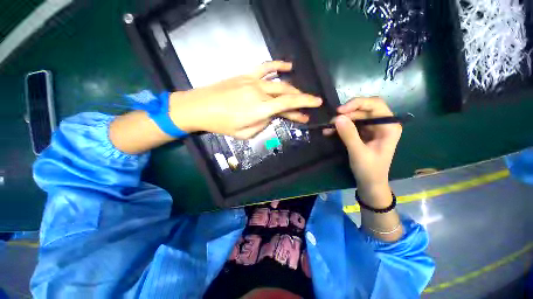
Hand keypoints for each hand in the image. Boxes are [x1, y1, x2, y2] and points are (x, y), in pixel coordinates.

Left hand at [168, 61, 321, 138]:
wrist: (200, 107)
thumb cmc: (222, 124)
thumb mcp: (245, 134)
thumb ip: (262, 125)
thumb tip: (270, 116)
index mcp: (260, 110)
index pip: (288, 104)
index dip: (305, 103)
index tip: (316, 103)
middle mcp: (260, 93)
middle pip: (286, 95)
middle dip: (300, 101)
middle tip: (307, 109)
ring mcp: (253, 81)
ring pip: (279, 83)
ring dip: (292, 89)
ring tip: (300, 95)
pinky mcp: (246, 75)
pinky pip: (265, 67)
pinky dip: (278, 65)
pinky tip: (288, 66)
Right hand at [325, 97, 401, 204]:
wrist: (369, 183)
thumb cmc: (369, 170)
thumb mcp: (358, 152)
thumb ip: (349, 135)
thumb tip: (337, 118)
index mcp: (388, 126)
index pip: (375, 104)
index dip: (357, 104)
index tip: (339, 111)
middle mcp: (382, 123)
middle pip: (362, 110)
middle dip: (345, 115)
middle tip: (330, 123)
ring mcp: (372, 128)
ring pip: (354, 117)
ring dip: (340, 121)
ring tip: (327, 129)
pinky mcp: (363, 133)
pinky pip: (350, 125)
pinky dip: (340, 127)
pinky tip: (330, 132)